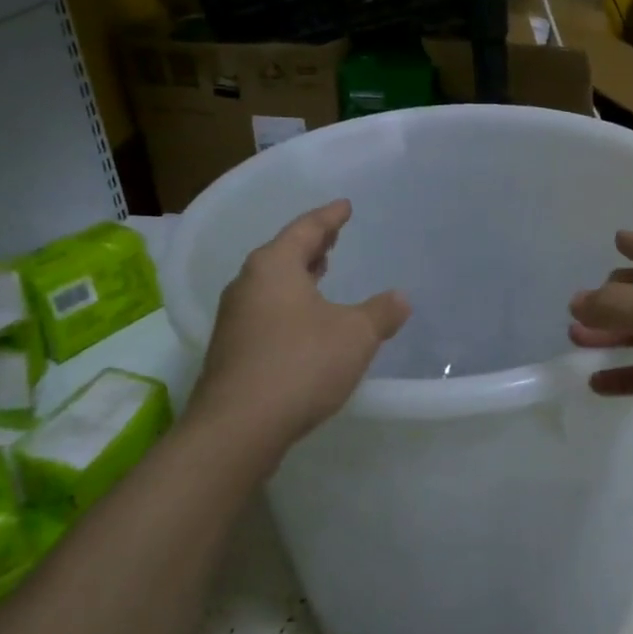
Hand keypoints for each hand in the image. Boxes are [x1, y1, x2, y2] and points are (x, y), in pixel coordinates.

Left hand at [186, 200, 409, 472]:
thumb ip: (380, 312)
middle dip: (311, 246)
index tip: (345, 206)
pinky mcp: (232, 351)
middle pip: (283, 254)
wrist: (238, 428)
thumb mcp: (356, 334)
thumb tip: (400, 298)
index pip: (306, 229)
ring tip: (320, 272)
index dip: (330, 217)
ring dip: (298, 276)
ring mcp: (234, 319)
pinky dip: (288, 305)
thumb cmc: (301, 364)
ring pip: (272, 285)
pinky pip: (266, 313)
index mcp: (274, 266)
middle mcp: (247, 285)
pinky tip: (304, 322)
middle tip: (333, 237)